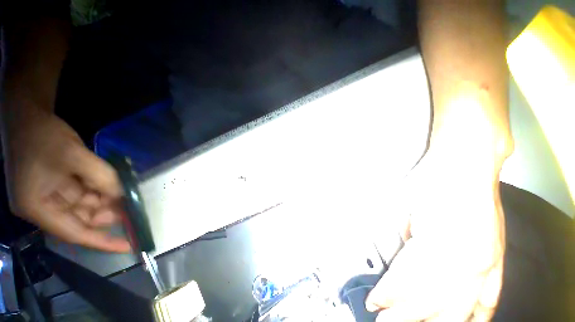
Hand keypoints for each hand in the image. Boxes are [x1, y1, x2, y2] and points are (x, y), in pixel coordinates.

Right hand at [2, 107, 129, 251]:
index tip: (130, 247)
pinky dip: (100, 192)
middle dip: (110, 213)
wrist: (29, 117)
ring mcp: (50, 198)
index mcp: (38, 208)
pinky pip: (84, 196)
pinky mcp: (57, 188)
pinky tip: (112, 185)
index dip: (104, 242)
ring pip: (87, 208)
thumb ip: (102, 179)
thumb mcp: (76, 157)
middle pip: (84, 220)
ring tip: (125, 192)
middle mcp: (44, 208)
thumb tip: (123, 197)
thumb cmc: (44, 137)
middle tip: (133, 206)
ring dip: (107, 201)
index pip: (76, 233)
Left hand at [366, 145, 505, 320]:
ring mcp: (486, 264)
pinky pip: (489, 299)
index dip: (389, 296)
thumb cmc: (431, 183)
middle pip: (430, 302)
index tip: (374, 304)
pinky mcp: (498, 260)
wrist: (465, 167)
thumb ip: (406, 241)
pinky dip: (474, 317)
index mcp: (439, 245)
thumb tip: (400, 264)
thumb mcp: (407, 209)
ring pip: (458, 309)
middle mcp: (467, 263)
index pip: (407, 282)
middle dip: (404, 316)